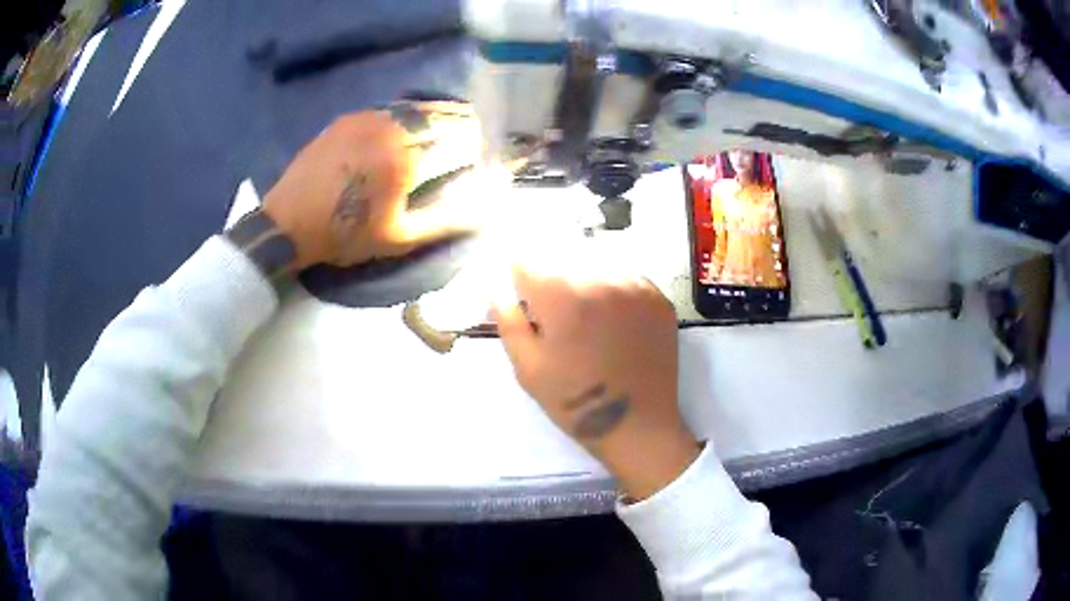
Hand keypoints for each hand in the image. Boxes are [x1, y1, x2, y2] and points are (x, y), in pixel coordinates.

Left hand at [262, 103, 482, 270]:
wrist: (288, 222)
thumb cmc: (345, 234)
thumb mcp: (399, 237)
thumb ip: (446, 220)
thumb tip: (487, 210)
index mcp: (406, 160)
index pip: (456, 142)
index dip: (474, 145)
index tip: (481, 151)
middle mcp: (390, 130)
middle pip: (438, 118)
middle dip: (460, 123)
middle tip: (471, 130)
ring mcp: (367, 119)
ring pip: (413, 109)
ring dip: (436, 114)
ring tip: (447, 121)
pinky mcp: (348, 119)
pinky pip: (387, 110)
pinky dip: (407, 113)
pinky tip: (408, 123)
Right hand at [493, 264, 699, 499]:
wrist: (637, 424)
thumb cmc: (575, 400)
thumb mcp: (527, 367)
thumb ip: (508, 321)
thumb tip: (496, 287)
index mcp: (563, 295)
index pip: (527, 260)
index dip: (519, 278)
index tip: (523, 297)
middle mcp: (601, 278)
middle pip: (562, 256)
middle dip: (551, 278)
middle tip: (556, 314)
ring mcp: (635, 285)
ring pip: (595, 262)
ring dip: (583, 279)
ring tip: (586, 317)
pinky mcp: (658, 297)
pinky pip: (625, 275)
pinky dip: (612, 287)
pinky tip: (613, 317)